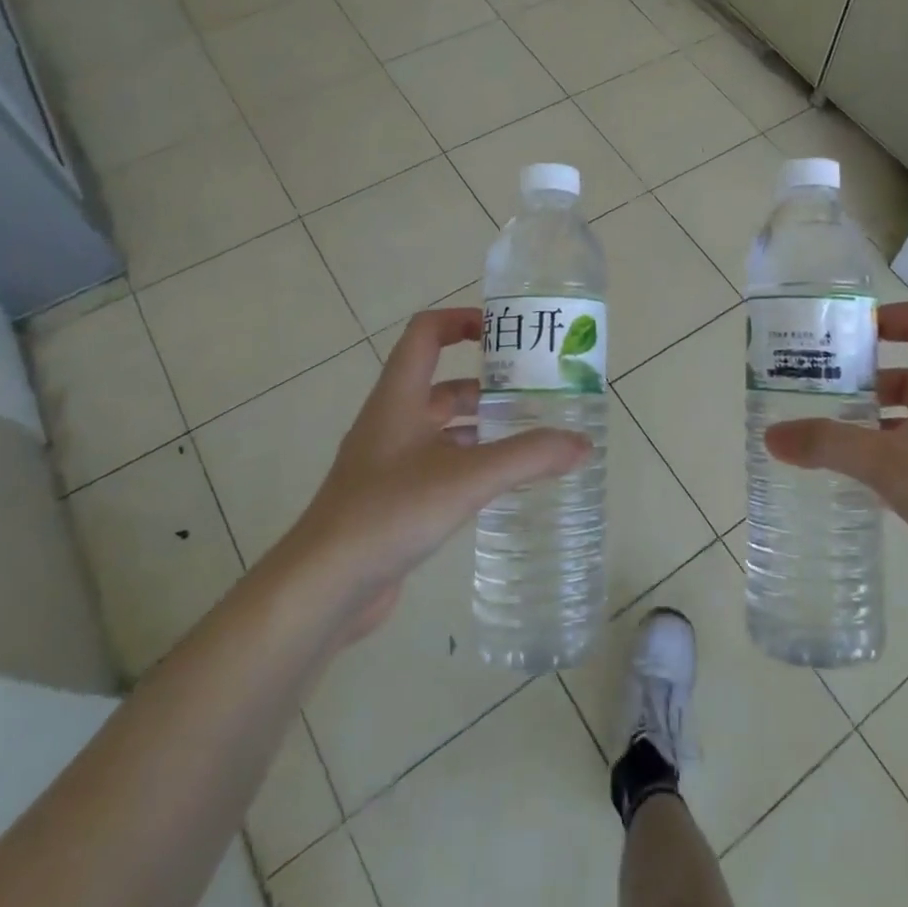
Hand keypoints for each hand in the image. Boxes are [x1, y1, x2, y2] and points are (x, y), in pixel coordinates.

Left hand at [272, 308, 589, 640]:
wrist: (324, 586)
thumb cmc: (390, 511)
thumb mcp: (467, 477)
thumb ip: (528, 456)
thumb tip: (582, 444)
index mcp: (400, 397)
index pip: (426, 332)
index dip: (461, 320)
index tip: (504, 332)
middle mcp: (392, 420)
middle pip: (443, 384)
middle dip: (489, 385)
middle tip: (538, 394)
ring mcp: (390, 461)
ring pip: (444, 428)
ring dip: (483, 427)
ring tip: (532, 437)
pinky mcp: (393, 497)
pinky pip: (440, 464)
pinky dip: (471, 463)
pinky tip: (502, 483)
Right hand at [763, 302, 907, 629]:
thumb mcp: (890, 463)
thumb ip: (829, 445)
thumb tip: (771, 435)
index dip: (885, 318)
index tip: (842, 336)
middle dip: (862, 379)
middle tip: (813, 391)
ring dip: (869, 424)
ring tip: (822, 436)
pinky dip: (882, 462)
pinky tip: (851, 481)